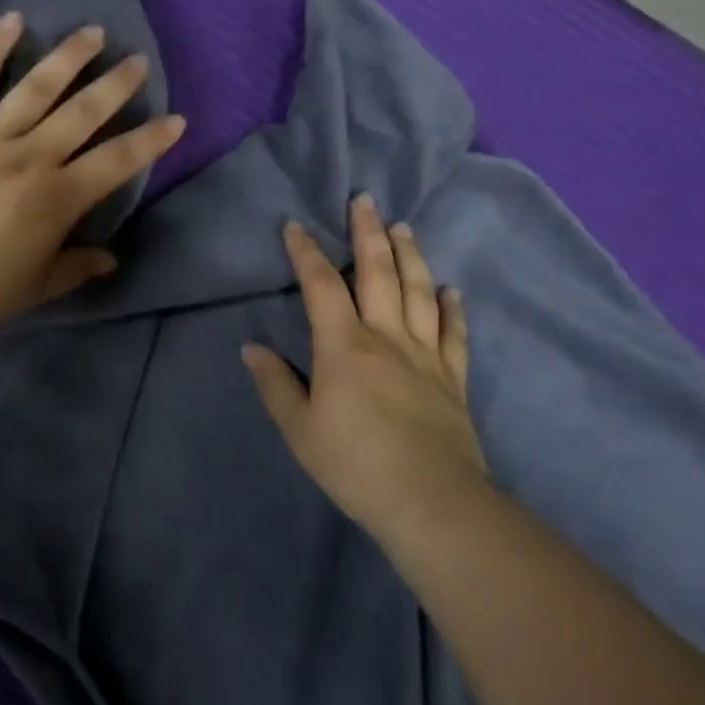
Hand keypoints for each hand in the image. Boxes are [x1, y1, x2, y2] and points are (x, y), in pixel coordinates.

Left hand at [0, 13, 185, 338]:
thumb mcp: (34, 288)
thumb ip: (75, 268)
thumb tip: (111, 258)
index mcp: (58, 198)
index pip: (117, 162)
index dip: (150, 140)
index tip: (175, 119)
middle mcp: (31, 157)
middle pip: (83, 113)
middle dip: (116, 85)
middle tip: (137, 61)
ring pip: (37, 88)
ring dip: (69, 57)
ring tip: (93, 33)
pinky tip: (13, 20)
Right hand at [243, 196, 483, 533]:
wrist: (433, 504)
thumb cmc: (356, 464)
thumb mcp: (300, 429)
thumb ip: (275, 384)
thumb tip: (251, 348)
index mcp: (343, 346)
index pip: (320, 286)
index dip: (306, 253)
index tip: (295, 226)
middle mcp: (386, 338)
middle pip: (378, 273)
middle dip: (368, 234)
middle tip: (365, 200)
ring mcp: (425, 356)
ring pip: (419, 293)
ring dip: (410, 256)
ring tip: (404, 227)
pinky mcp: (453, 380)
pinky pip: (453, 335)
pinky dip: (452, 308)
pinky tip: (451, 290)